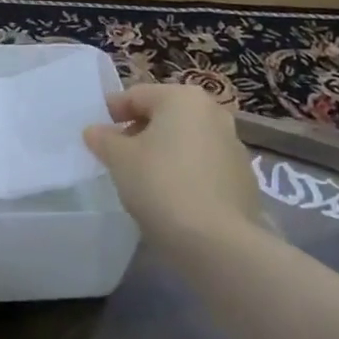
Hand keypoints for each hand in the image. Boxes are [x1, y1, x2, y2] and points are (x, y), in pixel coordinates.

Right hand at [83, 83, 263, 241]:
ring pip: (186, 141)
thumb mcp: (119, 159)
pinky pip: (203, 167)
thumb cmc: (161, 184)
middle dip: (139, 131)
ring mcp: (234, 146)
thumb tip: (95, 131)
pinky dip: (185, 173)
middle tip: (117, 156)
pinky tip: (171, 198)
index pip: (136, 95)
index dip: (111, 112)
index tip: (95, 133)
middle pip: (165, 115)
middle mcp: (213, 113)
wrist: (218, 242)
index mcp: (183, 98)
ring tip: (143, 179)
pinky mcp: (244, 179)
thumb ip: (103, 139)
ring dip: (164, 152)